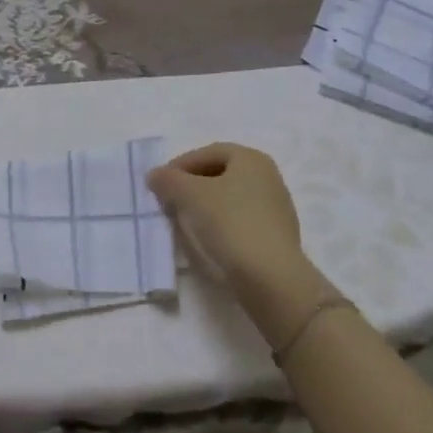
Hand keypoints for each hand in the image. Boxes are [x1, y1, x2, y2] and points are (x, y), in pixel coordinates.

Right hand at [148, 143, 327, 335]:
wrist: (271, 279)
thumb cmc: (230, 223)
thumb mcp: (189, 195)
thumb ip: (168, 180)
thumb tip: (155, 175)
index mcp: (251, 159)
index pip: (207, 153)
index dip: (179, 165)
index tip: (159, 184)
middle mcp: (268, 177)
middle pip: (220, 175)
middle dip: (191, 186)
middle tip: (169, 202)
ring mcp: (276, 208)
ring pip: (229, 200)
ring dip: (204, 207)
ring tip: (184, 223)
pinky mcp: (276, 237)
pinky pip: (240, 222)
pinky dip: (220, 226)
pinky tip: (207, 241)